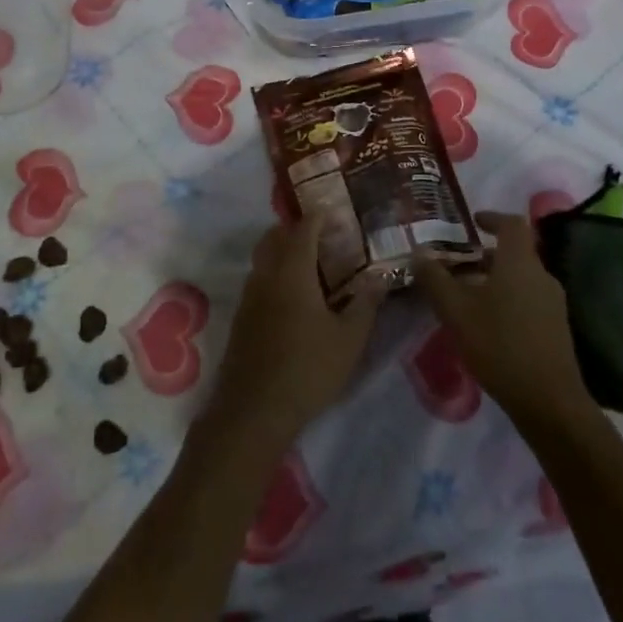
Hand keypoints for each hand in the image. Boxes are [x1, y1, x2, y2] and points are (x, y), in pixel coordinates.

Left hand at [207, 216, 384, 446]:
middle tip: (322, 235)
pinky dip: (274, 273)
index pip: (303, 230)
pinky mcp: (241, 317)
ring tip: (310, 264)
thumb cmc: (308, 369)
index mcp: (293, 273)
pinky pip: (258, 279)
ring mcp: (249, 296)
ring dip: (282, 250)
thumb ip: (366, 303)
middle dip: (295, 229)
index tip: (334, 212)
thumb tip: (381, 276)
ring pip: (263, 258)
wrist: (254, 409)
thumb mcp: (349, 339)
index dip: (318, 217)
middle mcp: (266, 276)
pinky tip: (293, 296)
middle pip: (274, 237)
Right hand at [414, 212, 593, 432]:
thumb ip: (435, 279)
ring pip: (520, 278)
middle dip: (485, 255)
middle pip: (514, 253)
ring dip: (494, 279)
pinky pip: (527, 299)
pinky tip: (486, 323)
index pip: (512, 224)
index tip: (472, 222)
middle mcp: (541, 275)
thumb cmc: (499, 344)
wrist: (548, 400)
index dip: (492, 217)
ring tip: (465, 295)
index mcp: (520, 262)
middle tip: (456, 264)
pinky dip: (506, 299)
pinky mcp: (555, 327)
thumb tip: (419, 253)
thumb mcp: (456, 311)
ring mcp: (552, 303)